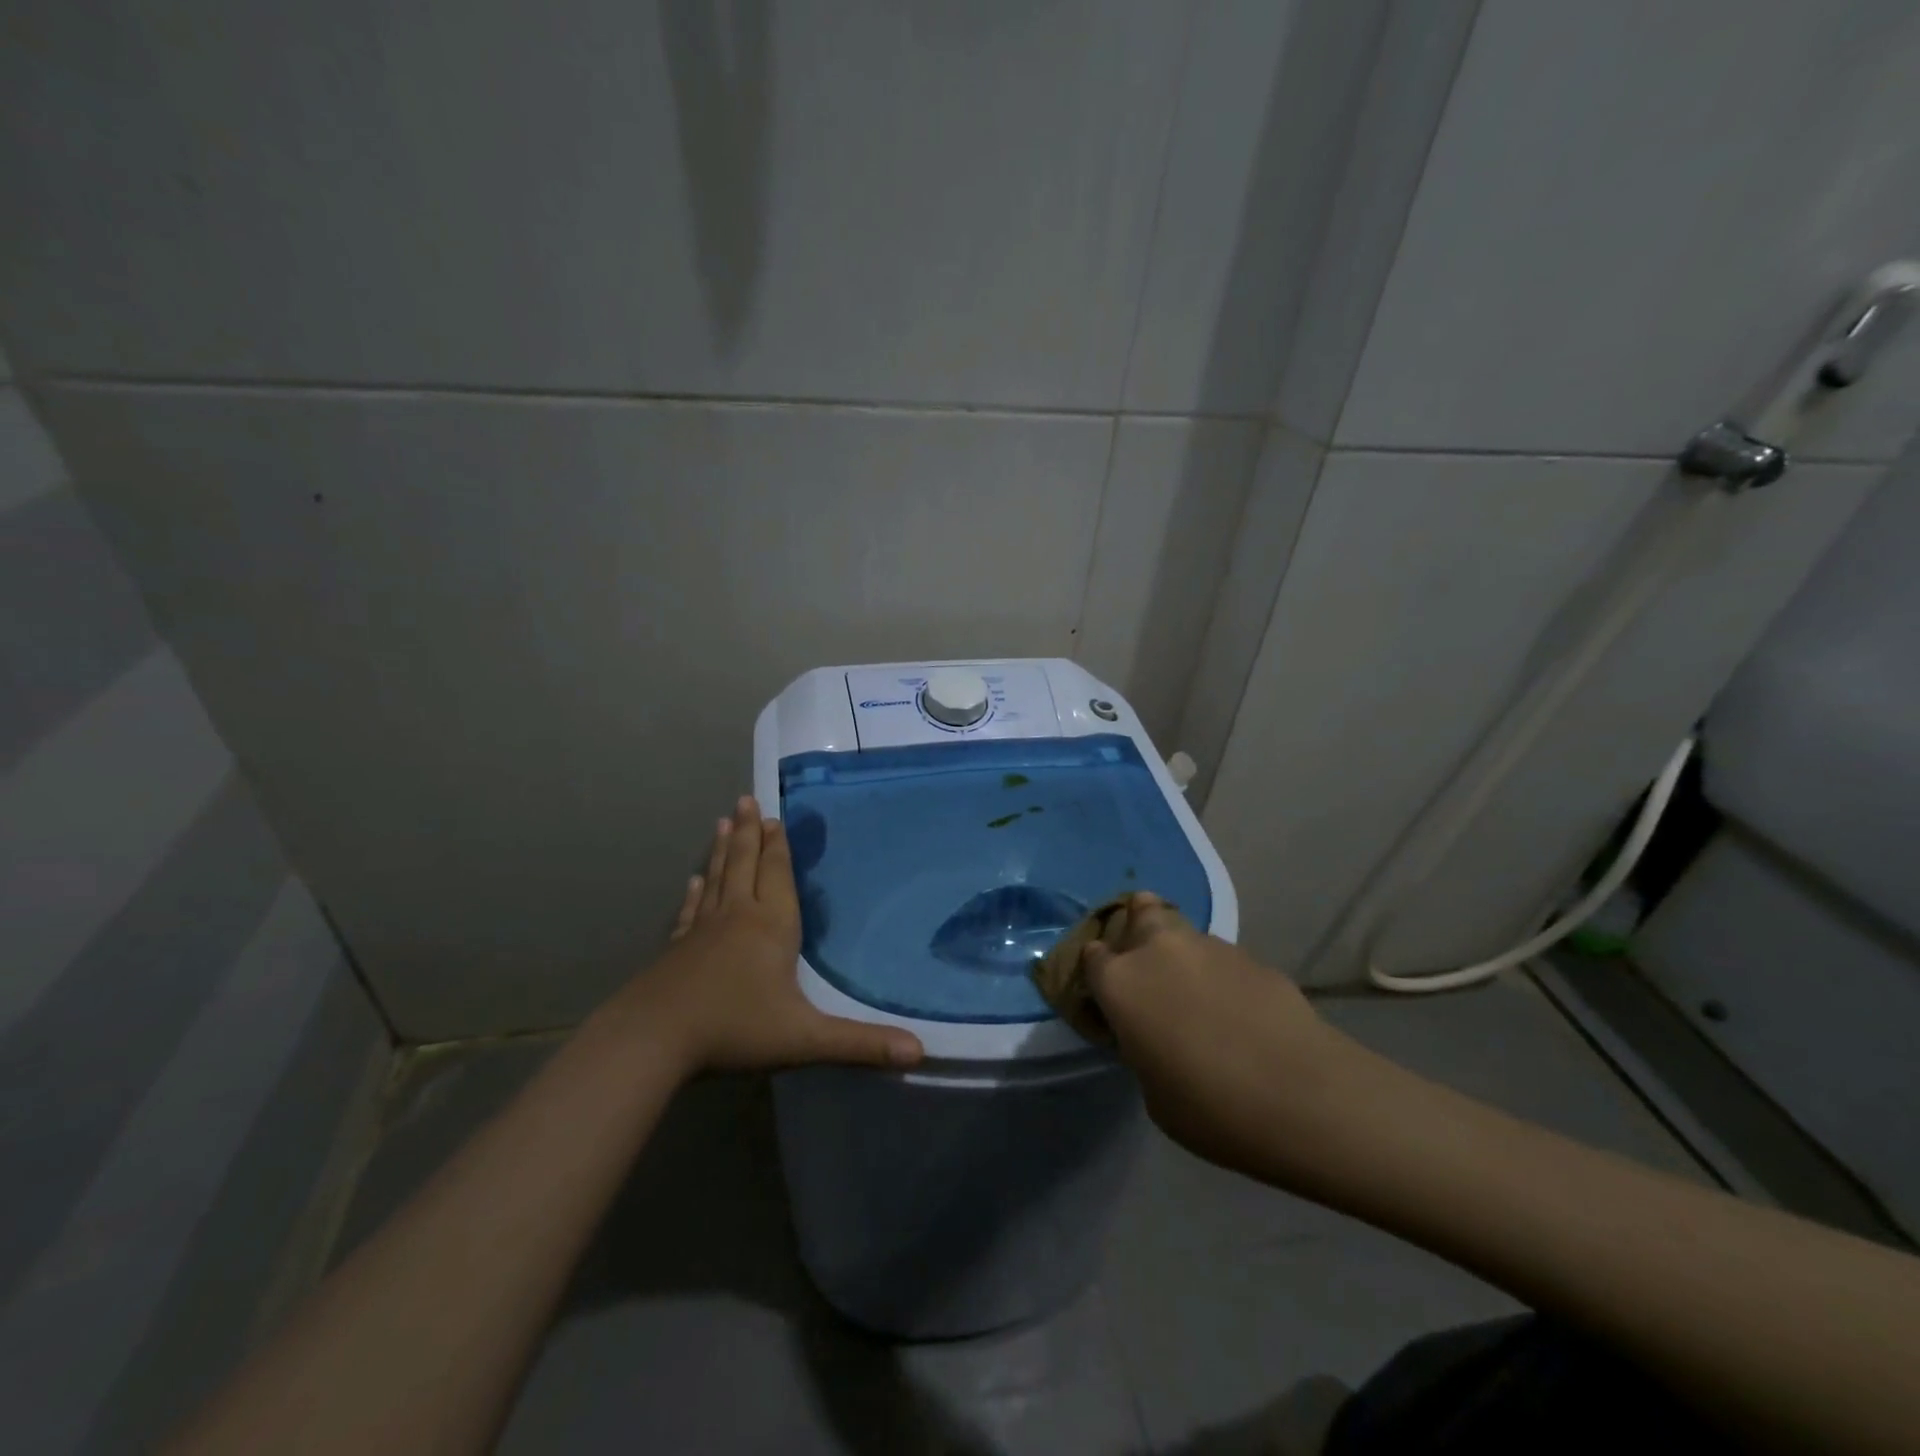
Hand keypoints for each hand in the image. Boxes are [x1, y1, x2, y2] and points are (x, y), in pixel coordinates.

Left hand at [621, 797, 923, 1076]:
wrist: (653, 1039)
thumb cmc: (735, 1029)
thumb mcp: (805, 1039)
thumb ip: (860, 1043)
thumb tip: (920, 1052)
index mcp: (771, 928)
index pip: (778, 876)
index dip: (779, 848)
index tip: (775, 817)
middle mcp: (737, 918)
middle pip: (745, 866)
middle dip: (749, 833)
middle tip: (746, 800)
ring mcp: (702, 931)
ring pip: (718, 880)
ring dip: (722, 851)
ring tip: (723, 822)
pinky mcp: (676, 950)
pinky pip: (691, 911)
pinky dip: (696, 893)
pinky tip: (694, 881)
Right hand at [1083, 894, 1359, 1180]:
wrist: (1304, 1097)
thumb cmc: (1211, 1108)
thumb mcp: (1154, 1093)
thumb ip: (1142, 1049)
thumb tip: (1155, 1034)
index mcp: (1121, 982)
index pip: (1091, 956)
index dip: (1098, 972)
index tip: (1108, 995)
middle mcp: (1158, 950)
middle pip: (1139, 912)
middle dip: (1138, 928)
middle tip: (1149, 965)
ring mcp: (1209, 946)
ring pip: (1183, 932)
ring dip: (1181, 953)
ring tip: (1197, 992)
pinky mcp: (1252, 956)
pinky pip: (1222, 957)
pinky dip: (1220, 974)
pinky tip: (1237, 1010)